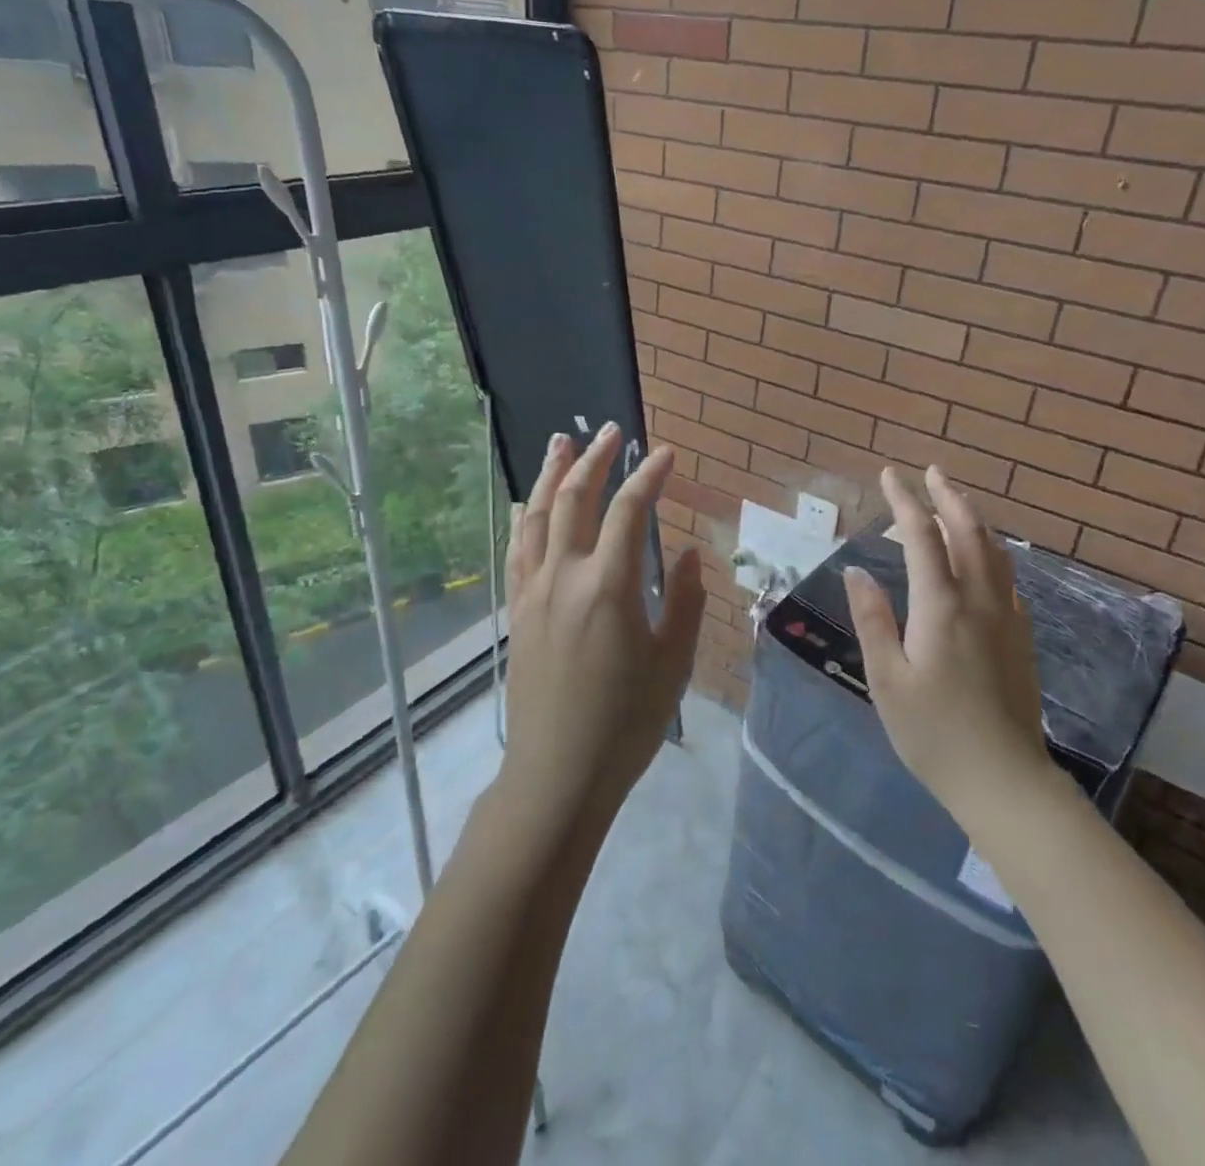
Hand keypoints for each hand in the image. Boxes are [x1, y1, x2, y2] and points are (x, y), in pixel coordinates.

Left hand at [498, 424, 705, 824]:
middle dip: (595, 459)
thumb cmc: (625, 722)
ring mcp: (533, 592)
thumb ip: (684, 601)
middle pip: (575, 500)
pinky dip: (527, 517)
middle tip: (612, 431)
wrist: (556, 774)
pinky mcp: (517, 611)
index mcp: (608, 586)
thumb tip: (687, 554)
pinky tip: (530, 505)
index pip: (629, 512)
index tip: (666, 454)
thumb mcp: (672, 663)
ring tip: (561, 442)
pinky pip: (519, 549)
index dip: (648, 477)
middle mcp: (564, 577)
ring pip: (538, 517)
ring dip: (551, 475)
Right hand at [843, 466, 1048, 819]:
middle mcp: (979, 600)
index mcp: (941, 606)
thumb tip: (856, 569)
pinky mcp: (1021, 637)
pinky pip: (1007, 577)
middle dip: (947, 496)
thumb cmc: (933, 733)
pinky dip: (992, 552)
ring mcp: (1007, 617)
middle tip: (931, 472)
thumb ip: (872, 619)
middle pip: (968, 532)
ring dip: (974, 518)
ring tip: (956, 501)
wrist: (1004, 779)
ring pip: (994, 551)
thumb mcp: (887, 679)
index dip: (904, 501)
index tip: (890, 475)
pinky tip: (985, 558)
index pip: (921, 536)